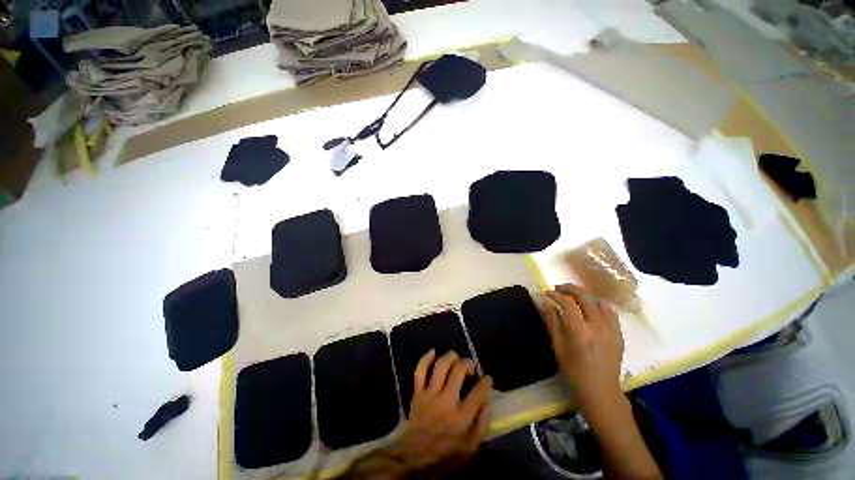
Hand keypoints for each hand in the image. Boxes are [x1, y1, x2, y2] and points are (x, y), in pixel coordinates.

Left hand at [391, 350, 492, 472]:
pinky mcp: (418, 393)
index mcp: (461, 417)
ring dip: (450, 357)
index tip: (487, 378)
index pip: (478, 392)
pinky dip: (425, 359)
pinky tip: (433, 352)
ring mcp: (430, 394)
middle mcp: (446, 401)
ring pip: (440, 366)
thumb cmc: (445, 455)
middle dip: (467, 364)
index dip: (486, 382)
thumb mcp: (470, 449)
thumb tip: (487, 403)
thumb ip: (481, 425)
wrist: (413, 457)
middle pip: (458, 371)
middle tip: (471, 366)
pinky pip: (420, 371)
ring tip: (456, 357)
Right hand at [544, 284, 624, 408]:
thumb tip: (546, 303)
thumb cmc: (574, 370)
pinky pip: (610, 312)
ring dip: (584, 295)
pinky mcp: (619, 334)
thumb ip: (553, 322)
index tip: (547, 293)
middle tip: (558, 288)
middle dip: (569, 289)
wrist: (601, 390)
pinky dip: (599, 305)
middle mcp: (596, 326)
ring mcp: (611, 329)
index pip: (567, 303)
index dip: (555, 295)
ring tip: (573, 295)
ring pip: (598, 302)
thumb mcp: (558, 346)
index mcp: (579, 330)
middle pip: (584, 297)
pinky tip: (592, 306)